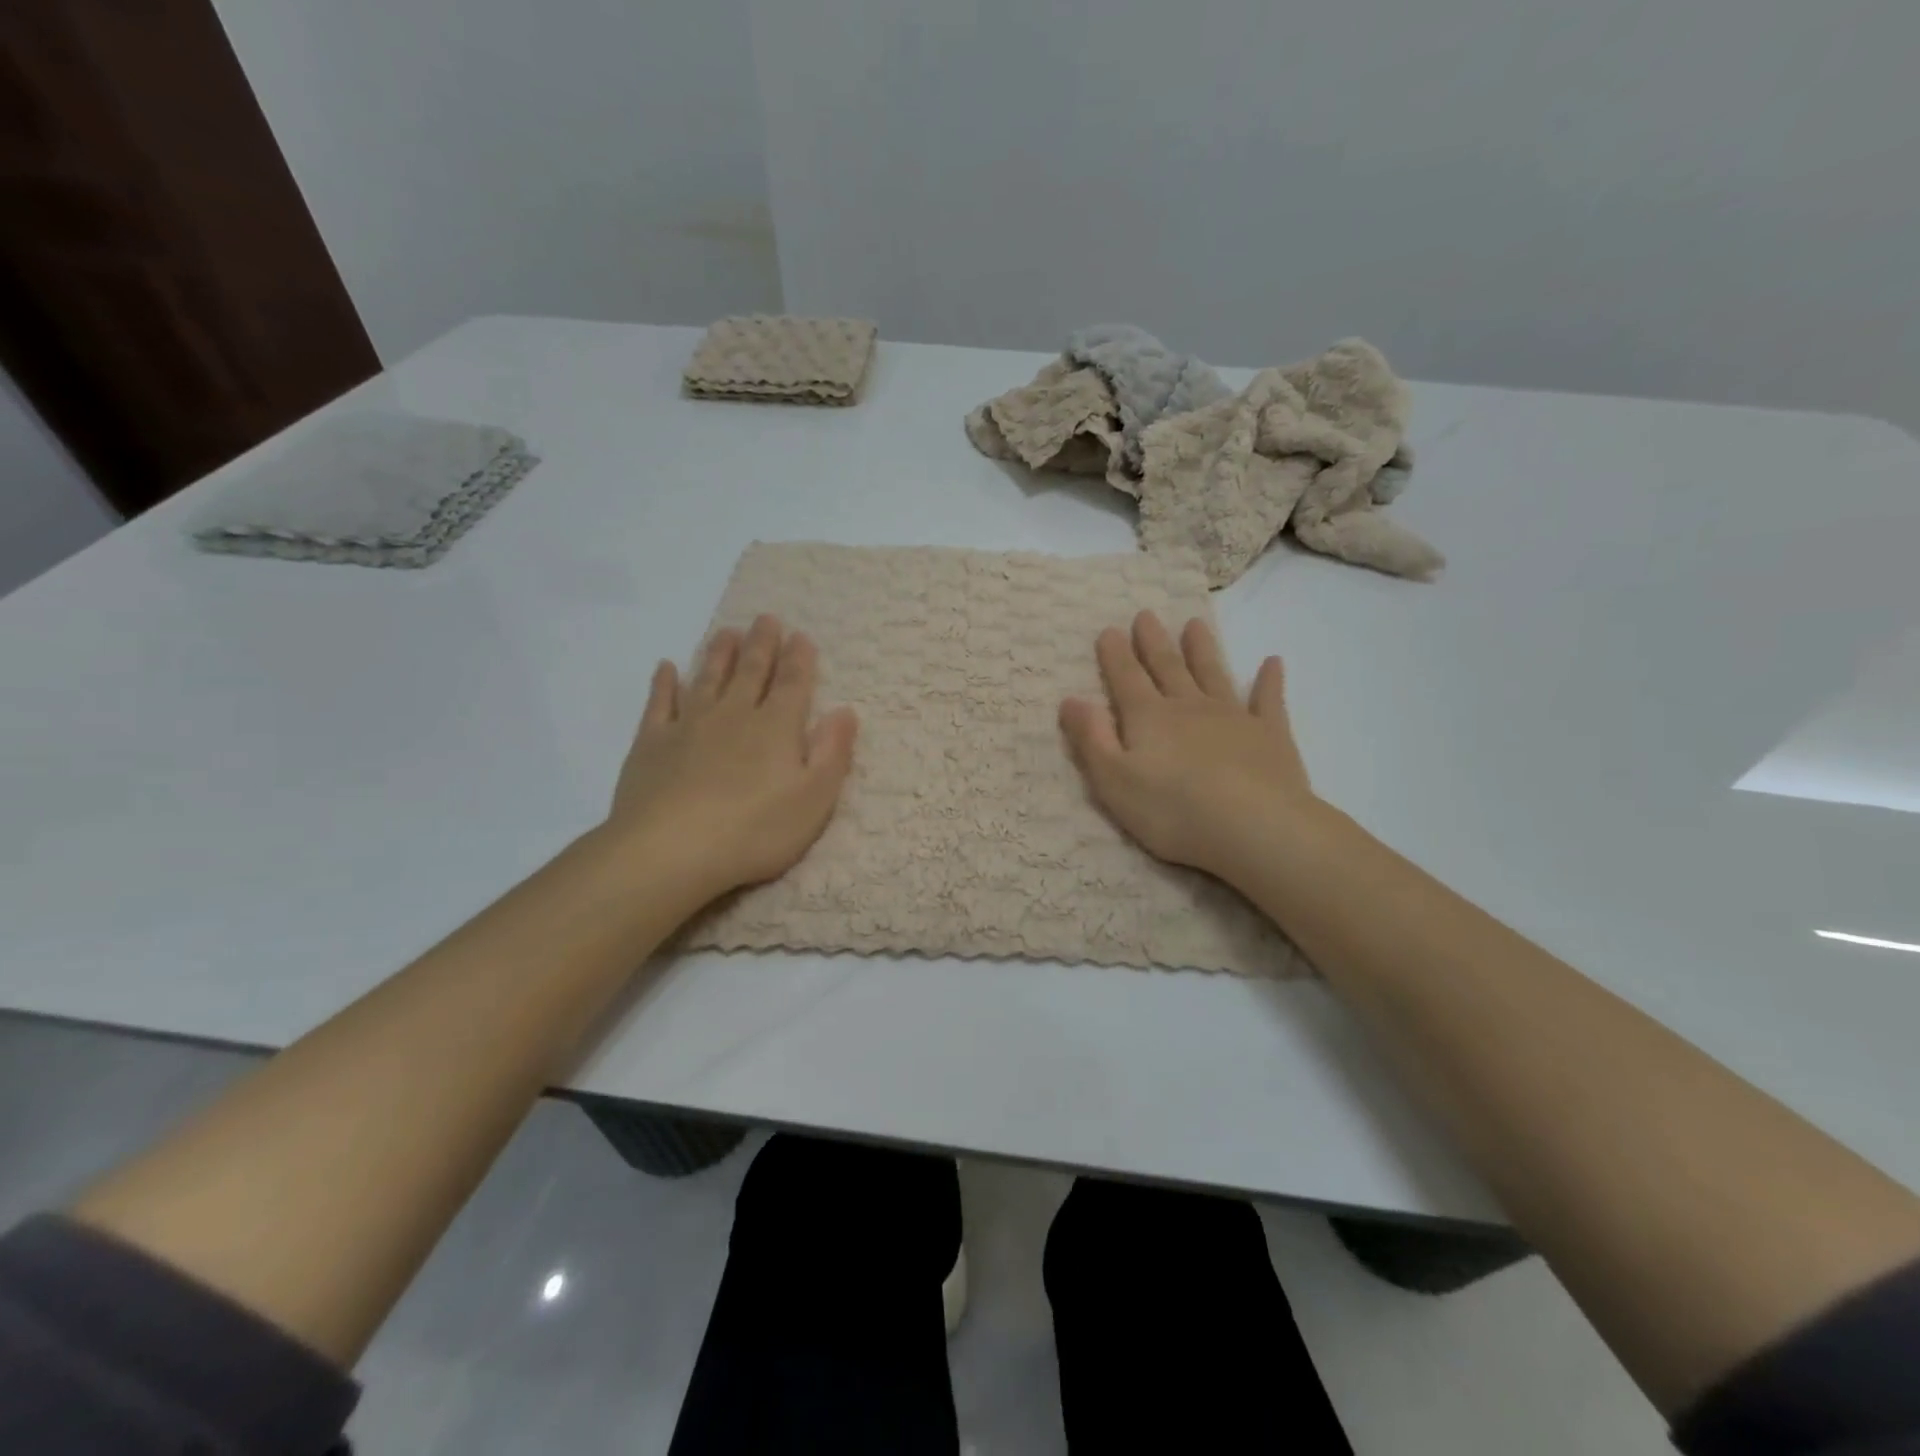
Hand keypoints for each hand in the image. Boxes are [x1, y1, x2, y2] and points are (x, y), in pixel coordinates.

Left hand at [607, 615, 857, 899]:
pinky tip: (667, 668)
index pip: (792, 684)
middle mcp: (734, 715)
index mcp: (776, 728)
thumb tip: (846, 711)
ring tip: (726, 632)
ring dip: (719, 654)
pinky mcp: (651, 744)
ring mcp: (689, 726)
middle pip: (751, 672)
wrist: (670, 850)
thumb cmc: (754, 830)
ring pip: (708, 679)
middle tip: (766, 618)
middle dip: (762, 645)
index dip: (799, 659)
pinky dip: (664, 683)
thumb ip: (832, 753)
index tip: (801, 635)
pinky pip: (659, 704)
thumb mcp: (814, 799)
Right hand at [1059, 612, 1321, 883]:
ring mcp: (1233, 717)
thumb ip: (1091, 739)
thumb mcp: (1114, 781)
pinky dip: (1269, 680)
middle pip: (1167, 667)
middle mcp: (1188, 707)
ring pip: (1213, 674)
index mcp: (1148, 718)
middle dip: (1153, 642)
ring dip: (1202, 649)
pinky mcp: (1270, 735)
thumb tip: (1070, 700)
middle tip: (1146, 614)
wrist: (1255, 827)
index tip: (1109, 630)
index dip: (1115, 655)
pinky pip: (1268, 700)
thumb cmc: (1173, 810)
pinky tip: (1273, 662)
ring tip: (1195, 624)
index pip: (1126, 678)